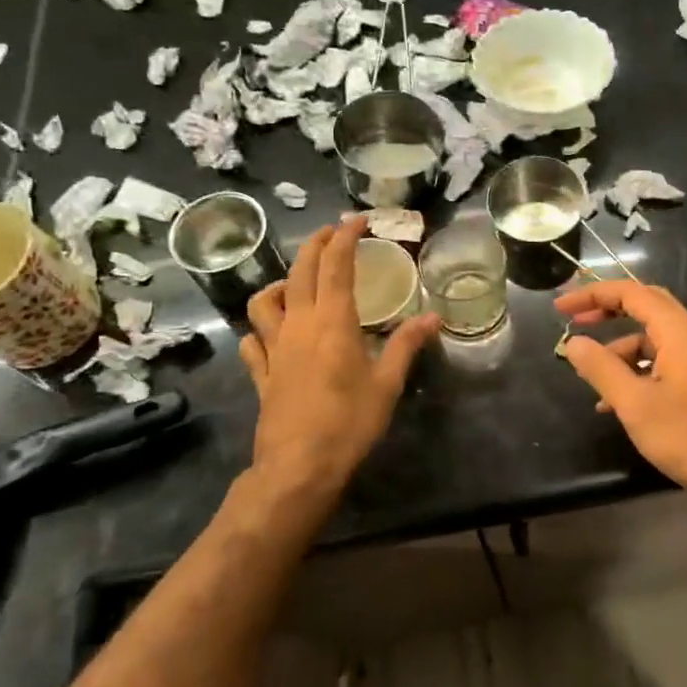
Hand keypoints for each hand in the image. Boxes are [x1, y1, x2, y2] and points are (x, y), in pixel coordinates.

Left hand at [238, 218, 438, 512]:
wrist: (299, 467)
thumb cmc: (349, 422)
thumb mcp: (387, 384)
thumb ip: (407, 345)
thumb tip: (434, 318)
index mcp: (332, 321)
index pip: (335, 265)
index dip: (345, 236)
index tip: (357, 220)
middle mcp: (298, 325)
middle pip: (300, 271)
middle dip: (315, 244)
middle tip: (332, 233)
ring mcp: (273, 349)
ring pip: (264, 301)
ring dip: (281, 283)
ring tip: (297, 284)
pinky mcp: (261, 374)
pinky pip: (252, 341)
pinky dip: (260, 329)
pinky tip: (271, 335)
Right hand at [555, 281, 686, 504]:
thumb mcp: (634, 404)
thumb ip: (601, 368)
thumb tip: (573, 343)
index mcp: (680, 333)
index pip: (633, 293)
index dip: (594, 294)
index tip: (562, 308)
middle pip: (647, 306)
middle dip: (609, 310)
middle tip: (577, 322)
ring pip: (654, 338)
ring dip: (620, 349)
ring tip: (590, 374)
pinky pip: (664, 362)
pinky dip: (637, 370)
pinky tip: (614, 402)